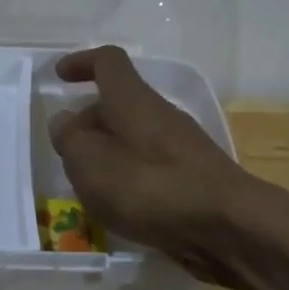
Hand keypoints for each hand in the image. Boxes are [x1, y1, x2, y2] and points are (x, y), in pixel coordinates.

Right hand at [48, 45, 274, 282]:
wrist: (229, 227)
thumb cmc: (150, 186)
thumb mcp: (90, 162)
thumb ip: (70, 138)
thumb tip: (64, 121)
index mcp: (133, 100)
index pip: (108, 62)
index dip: (82, 62)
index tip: (59, 75)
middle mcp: (159, 115)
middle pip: (118, 105)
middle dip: (88, 123)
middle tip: (66, 153)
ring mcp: (180, 147)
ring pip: (133, 139)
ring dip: (107, 155)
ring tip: (87, 188)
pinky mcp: (192, 179)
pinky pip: (149, 167)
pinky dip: (128, 179)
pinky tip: (121, 210)